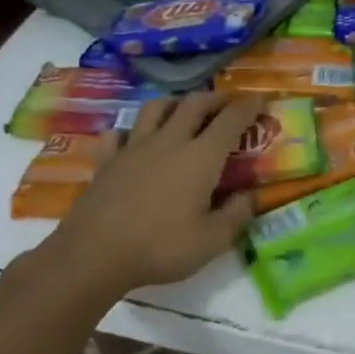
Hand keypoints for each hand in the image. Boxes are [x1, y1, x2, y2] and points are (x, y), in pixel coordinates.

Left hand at [35, 93, 265, 300]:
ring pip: (156, 108)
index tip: (261, 98)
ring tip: (184, 110)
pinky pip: (119, 133)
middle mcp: (169, 141)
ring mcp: (134, 148)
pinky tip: (134, 139)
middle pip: (194, 103)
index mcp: (201, 156)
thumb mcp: (212, 240)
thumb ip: (236, 214)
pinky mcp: (106, 160)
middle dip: (215, 98)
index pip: (231, 119)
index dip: (249, 106)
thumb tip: (251, 195)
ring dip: (175, 102)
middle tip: (227, 104)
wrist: (93, 255)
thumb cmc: (160, 247)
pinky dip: (131, 130)